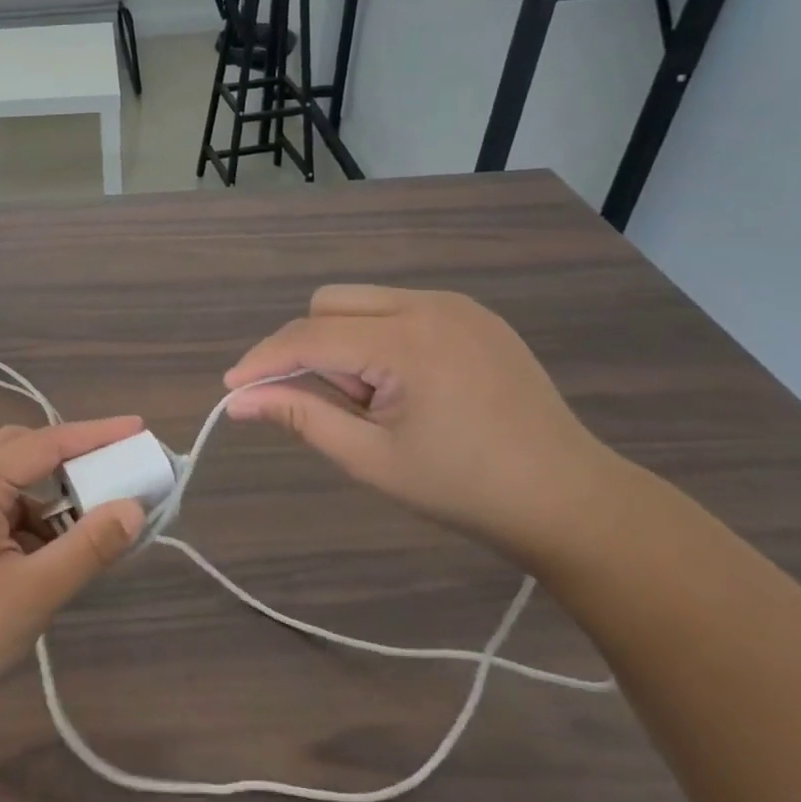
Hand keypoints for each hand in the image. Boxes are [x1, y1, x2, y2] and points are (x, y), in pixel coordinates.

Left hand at [0, 418, 148, 724]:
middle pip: (22, 451)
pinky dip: (30, 523)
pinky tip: (48, 559)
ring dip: (51, 498)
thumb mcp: (33, 593)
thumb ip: (87, 547)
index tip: (139, 429)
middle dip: (70, 459)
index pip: (46, 442)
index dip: (96, 434)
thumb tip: (134, 508)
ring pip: (10, 485)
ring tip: (87, 528)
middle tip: (111, 475)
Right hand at [224, 286, 624, 558]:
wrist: (569, 499)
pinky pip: (396, 308)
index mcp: (406, 343)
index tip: (231, 389)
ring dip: (343, 343)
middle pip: (328, 305)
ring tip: (377, 399)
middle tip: (337, 406)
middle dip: (310, 351)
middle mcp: (429, 306)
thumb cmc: (464, 488)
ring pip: (359, 301)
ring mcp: (456, 305)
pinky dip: (377, 338)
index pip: (308, 337)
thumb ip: (300, 418)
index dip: (262, 361)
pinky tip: (406, 386)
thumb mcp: (370, 459)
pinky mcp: (473, 314)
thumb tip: (239, 401)